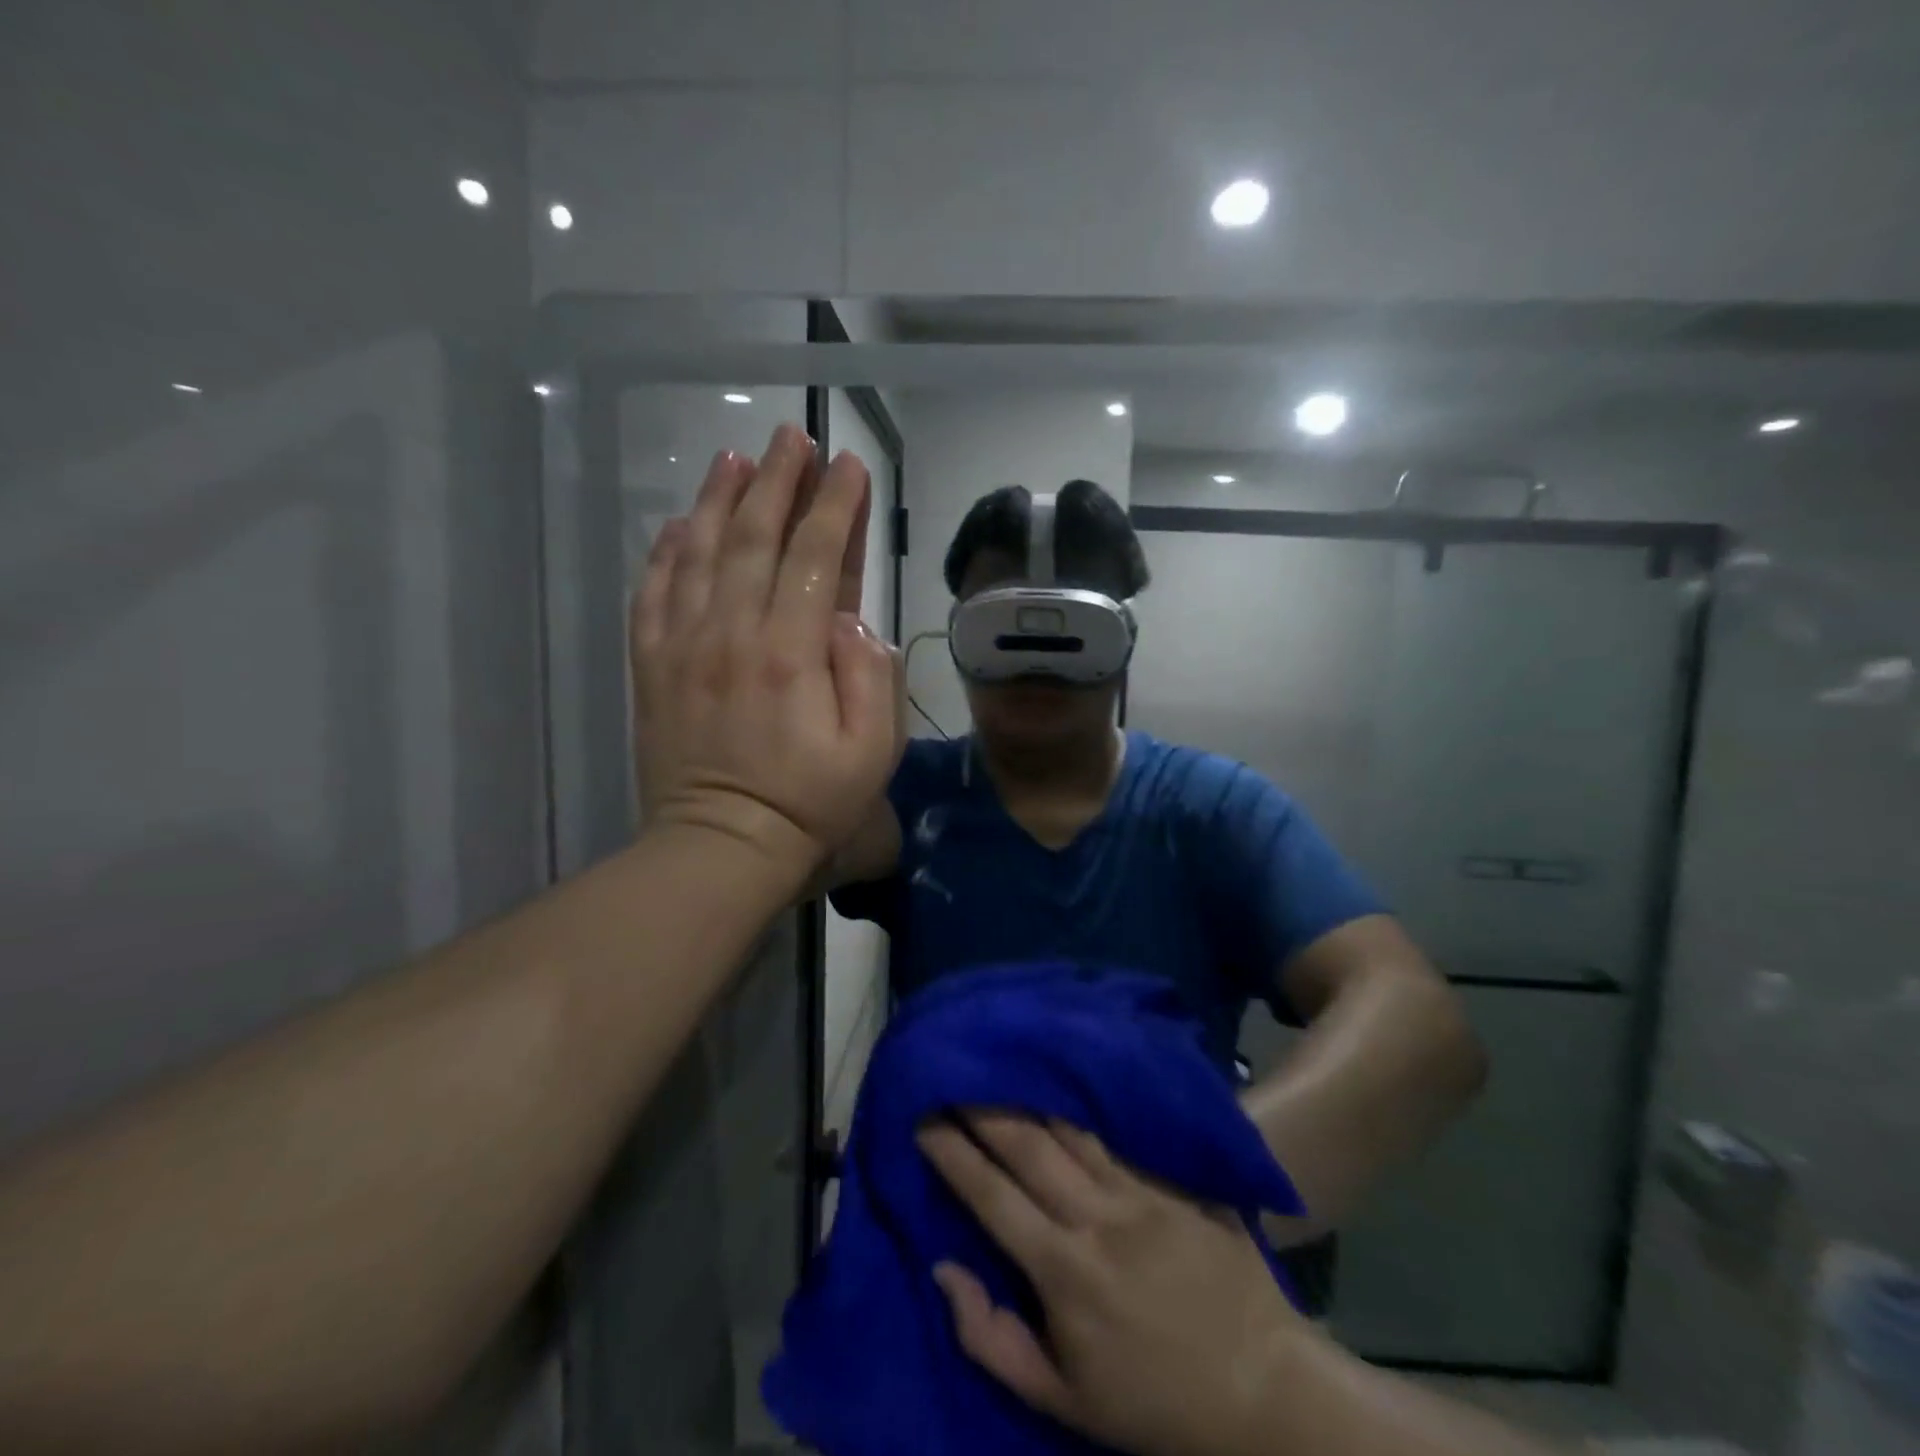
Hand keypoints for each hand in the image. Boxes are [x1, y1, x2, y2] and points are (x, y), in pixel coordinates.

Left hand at [630, 424, 901, 874]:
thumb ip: (872, 676)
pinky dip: (664, 551)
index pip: (817, 555)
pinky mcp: (651, 665)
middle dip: (777, 480)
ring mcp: (683, 645)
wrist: (721, 846)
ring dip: (718, 498)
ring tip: (735, 458)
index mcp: (791, 651)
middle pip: (754, 536)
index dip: (836, 505)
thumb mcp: (872, 751)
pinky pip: (652, 592)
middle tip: (791, 438)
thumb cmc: (809, 803)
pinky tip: (676, 523)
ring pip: (698, 551)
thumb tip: (852, 619)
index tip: (849, 465)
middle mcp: (732, 632)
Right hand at [918, 1114, 1305, 1455]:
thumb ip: (993, 1339)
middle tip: (950, 1076)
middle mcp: (1096, 1216)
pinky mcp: (1171, 1181)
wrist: (1264, 1387)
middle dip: (982, 1107)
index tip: (922, 1119)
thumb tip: (944, 1269)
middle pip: (1026, 1145)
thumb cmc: (1154, 1402)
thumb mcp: (1064, 1400)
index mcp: (1065, 1270)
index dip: (952, 1153)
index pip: (992, 1195)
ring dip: (1027, 1097)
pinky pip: (1113, 1137)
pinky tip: (1062, 1084)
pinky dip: (1078, 1110)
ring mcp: (1138, 1191)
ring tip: (997, 1067)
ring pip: (1069, 1129)